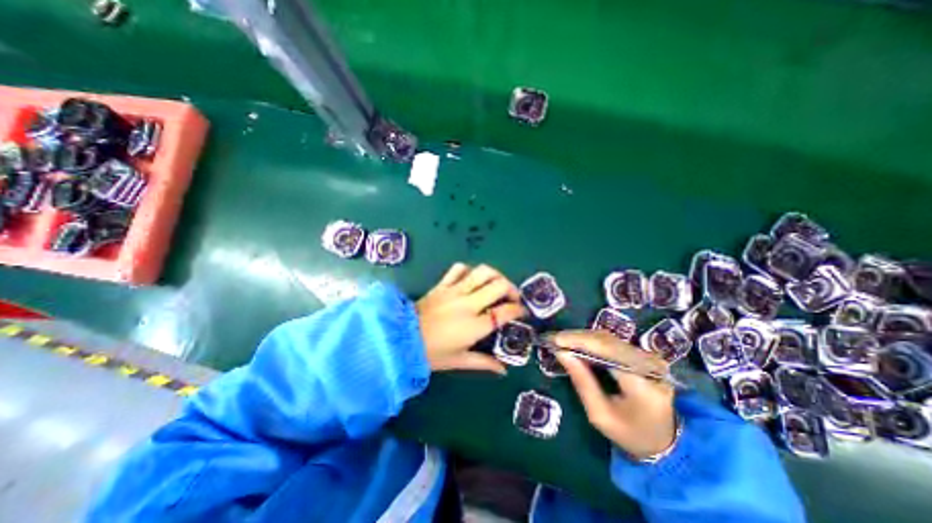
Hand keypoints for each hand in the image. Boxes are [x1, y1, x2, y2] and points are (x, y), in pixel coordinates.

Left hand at [419, 263, 526, 372]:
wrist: (402, 339)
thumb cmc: (432, 353)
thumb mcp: (459, 361)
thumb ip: (485, 363)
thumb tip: (504, 370)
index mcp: (474, 326)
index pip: (505, 312)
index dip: (518, 310)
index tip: (522, 311)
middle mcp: (468, 304)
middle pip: (498, 285)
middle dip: (512, 289)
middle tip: (512, 297)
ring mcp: (455, 291)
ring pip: (482, 272)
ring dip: (495, 275)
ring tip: (497, 284)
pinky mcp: (443, 285)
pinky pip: (459, 269)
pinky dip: (469, 270)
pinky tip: (471, 278)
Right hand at [552, 332, 677, 458]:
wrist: (665, 442)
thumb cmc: (630, 434)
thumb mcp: (600, 415)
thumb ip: (582, 382)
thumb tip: (561, 353)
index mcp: (642, 385)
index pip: (607, 351)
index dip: (579, 341)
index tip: (555, 340)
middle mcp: (650, 365)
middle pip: (607, 340)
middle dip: (577, 337)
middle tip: (554, 339)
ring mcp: (650, 358)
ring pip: (609, 338)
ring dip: (583, 337)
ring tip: (562, 341)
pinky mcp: (645, 355)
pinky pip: (613, 342)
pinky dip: (592, 341)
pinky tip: (578, 344)